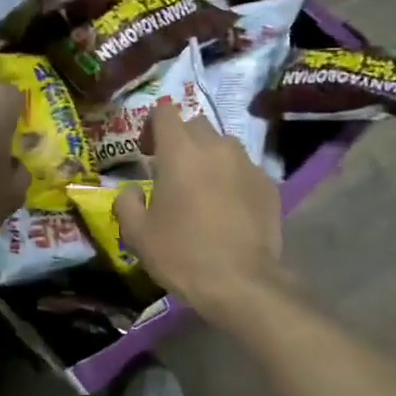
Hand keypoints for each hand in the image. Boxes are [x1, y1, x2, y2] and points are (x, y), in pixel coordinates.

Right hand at [114, 111, 289, 325]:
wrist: (242, 282)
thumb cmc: (182, 254)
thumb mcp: (138, 235)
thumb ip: (127, 204)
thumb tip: (131, 191)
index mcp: (180, 152)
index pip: (164, 113)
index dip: (152, 126)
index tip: (147, 152)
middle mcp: (216, 147)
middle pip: (196, 125)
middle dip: (181, 141)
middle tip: (172, 173)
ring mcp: (247, 164)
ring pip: (224, 146)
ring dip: (209, 159)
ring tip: (203, 190)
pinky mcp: (268, 185)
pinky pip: (245, 170)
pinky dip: (233, 179)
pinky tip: (228, 209)